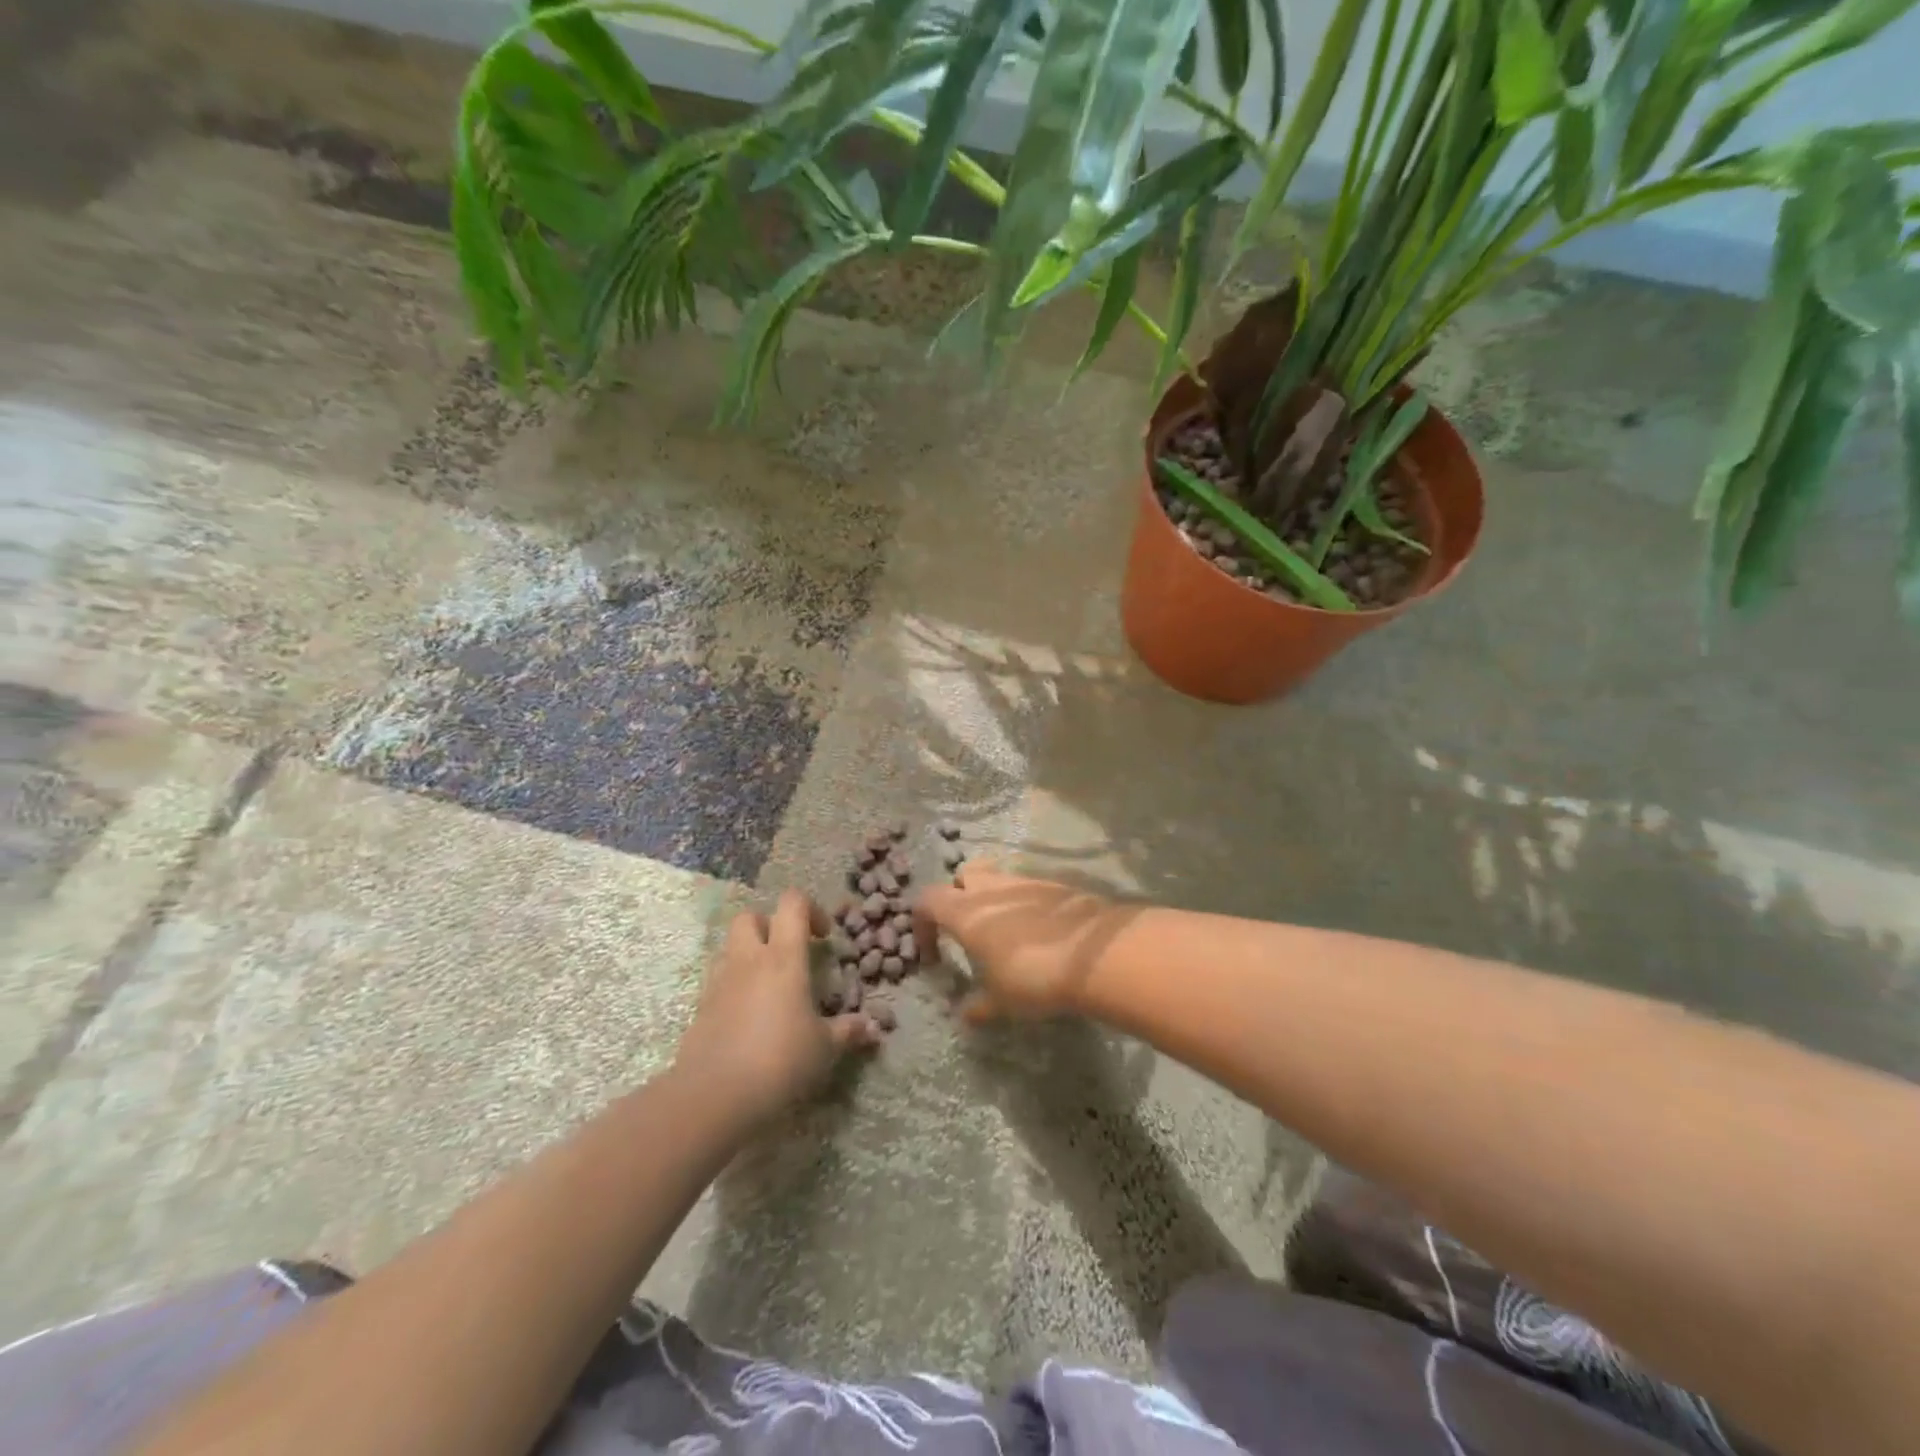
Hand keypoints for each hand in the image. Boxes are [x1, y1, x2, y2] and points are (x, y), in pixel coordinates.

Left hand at [675, 890, 878, 1125]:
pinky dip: (734, 988)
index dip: (810, 909)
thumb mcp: (824, 1048)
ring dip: (749, 956)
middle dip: (770, 926)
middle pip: (750, 917)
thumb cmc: (780, 1061)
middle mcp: (748, 960)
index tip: (824, 937)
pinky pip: (718, 982)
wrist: (714, 1097)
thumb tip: (872, 1028)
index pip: (792, 904)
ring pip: (730, 948)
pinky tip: (749, 1018)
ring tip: (769, 987)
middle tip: (789, 954)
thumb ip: (848, 1031)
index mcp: (782, 957)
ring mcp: (719, 983)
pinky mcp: (700, 1010)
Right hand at [915, 863, 1129, 1024]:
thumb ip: (979, 1006)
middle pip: (963, 875)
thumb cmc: (1034, 976)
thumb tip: (967, 1014)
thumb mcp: (1001, 1001)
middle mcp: (991, 889)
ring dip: (994, 899)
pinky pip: (1029, 889)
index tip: (933, 953)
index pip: (927, 901)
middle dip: (960, 895)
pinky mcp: (1056, 885)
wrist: (1096, 953)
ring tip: (1006, 934)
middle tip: (969, 928)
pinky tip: (1038, 933)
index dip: (923, 923)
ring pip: (998, 879)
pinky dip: (1025, 904)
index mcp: (965, 912)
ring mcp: (1025, 882)